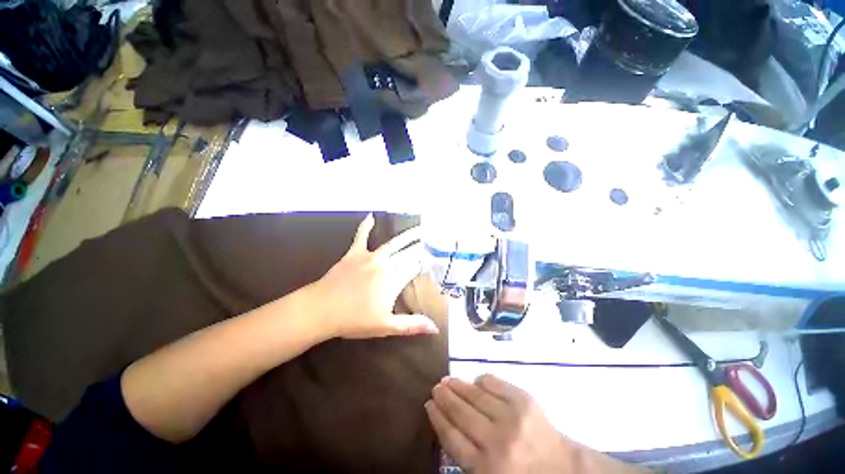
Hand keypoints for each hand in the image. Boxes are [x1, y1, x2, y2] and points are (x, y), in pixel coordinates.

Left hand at [311, 214, 438, 338]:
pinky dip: (366, 226)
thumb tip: (436, 329)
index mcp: (394, 281)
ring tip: (418, 229)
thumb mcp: (386, 326)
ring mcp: (369, 257)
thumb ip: (412, 325)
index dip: (423, 265)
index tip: (432, 262)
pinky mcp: (354, 254)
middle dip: (419, 249)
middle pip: (407, 254)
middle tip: (431, 242)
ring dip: (407, 236)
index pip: (414, 268)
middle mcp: (385, 265)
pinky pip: (361, 236)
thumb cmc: (354, 320)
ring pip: (392, 244)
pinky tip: (371, 216)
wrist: (321, 310)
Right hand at [426, 375, 573, 472]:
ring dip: (458, 385)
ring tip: (447, 380)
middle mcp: (496, 442)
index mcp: (486, 469)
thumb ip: (466, 456)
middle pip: (460, 413)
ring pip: (475, 395)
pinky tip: (475, 382)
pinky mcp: (524, 400)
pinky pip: (494, 383)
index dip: (437, 418)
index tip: (429, 405)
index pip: (451, 437)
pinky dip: (481, 380)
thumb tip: (445, 422)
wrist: (564, 471)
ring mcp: (511, 417)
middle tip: (435, 387)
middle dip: (444, 398)